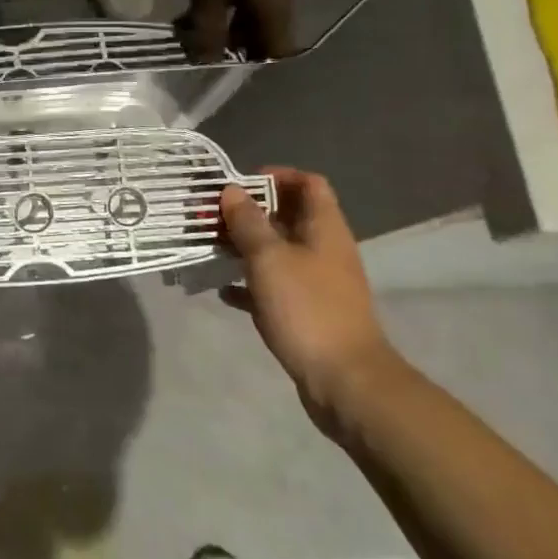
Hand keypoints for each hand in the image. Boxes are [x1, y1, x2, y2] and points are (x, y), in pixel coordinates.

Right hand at [218, 170, 400, 427]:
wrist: (346, 382)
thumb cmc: (307, 308)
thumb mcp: (269, 258)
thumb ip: (248, 222)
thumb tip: (233, 191)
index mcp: (324, 228)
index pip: (308, 183)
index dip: (277, 176)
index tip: (241, 184)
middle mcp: (324, 250)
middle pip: (289, 216)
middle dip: (251, 212)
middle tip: (214, 215)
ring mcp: (317, 283)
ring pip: (279, 252)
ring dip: (247, 246)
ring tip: (211, 246)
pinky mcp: (308, 313)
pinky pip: (274, 288)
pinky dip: (250, 285)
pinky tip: (223, 291)